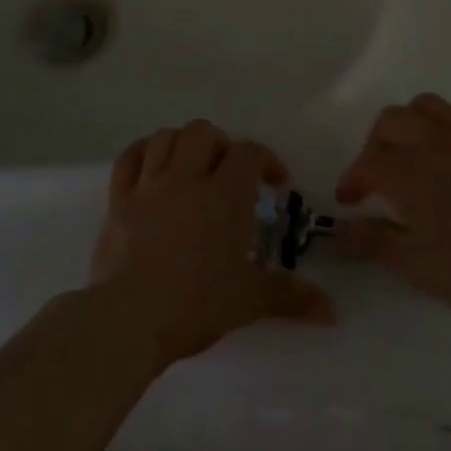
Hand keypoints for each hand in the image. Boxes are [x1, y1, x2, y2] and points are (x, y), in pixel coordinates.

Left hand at [92, 120, 333, 369]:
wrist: (129, 318)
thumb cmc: (196, 304)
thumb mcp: (249, 301)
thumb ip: (291, 297)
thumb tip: (331, 311)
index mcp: (224, 196)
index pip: (249, 153)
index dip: (267, 159)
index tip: (276, 183)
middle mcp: (186, 178)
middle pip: (203, 132)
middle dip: (222, 144)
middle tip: (230, 172)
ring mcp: (148, 186)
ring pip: (165, 137)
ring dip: (183, 143)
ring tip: (193, 165)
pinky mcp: (118, 200)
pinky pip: (128, 158)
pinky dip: (142, 152)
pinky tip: (152, 164)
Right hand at [336, 94, 450, 335]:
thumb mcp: (415, 265)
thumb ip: (372, 241)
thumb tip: (340, 230)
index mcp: (409, 173)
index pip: (366, 163)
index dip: (352, 180)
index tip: (349, 200)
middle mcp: (434, 143)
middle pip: (389, 121)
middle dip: (375, 145)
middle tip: (378, 176)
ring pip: (425, 105)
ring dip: (409, 124)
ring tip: (413, 152)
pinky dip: (447, 122)